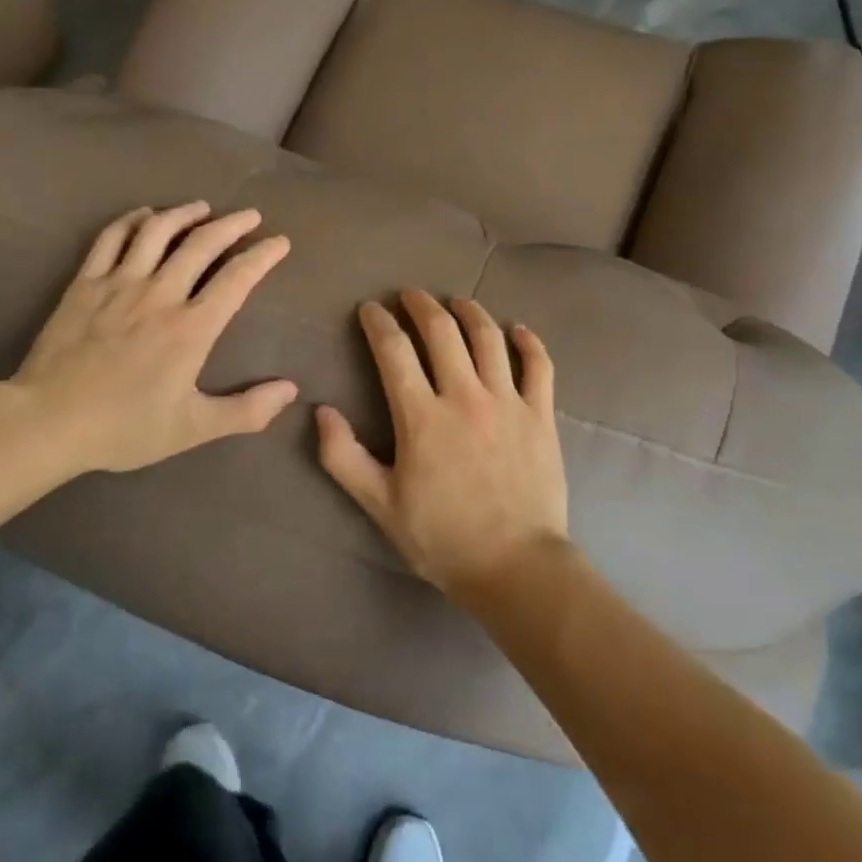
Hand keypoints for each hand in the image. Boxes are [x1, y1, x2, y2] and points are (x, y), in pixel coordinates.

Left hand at [7, 202, 296, 475]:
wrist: (48, 422)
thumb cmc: (124, 427)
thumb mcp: (193, 429)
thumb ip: (246, 411)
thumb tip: (290, 390)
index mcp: (191, 328)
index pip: (237, 279)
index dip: (263, 256)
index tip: (280, 242)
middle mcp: (160, 294)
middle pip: (202, 244)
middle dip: (232, 225)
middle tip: (251, 215)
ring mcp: (119, 284)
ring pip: (157, 232)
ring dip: (185, 214)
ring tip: (202, 207)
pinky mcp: (85, 284)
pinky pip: (111, 239)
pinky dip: (132, 220)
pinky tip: (144, 215)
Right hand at [316, 289, 569, 598]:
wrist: (515, 566)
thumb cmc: (442, 537)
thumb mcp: (379, 504)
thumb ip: (343, 457)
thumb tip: (320, 411)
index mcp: (422, 417)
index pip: (394, 351)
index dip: (378, 323)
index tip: (370, 309)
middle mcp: (465, 396)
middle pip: (442, 331)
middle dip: (420, 305)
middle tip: (409, 295)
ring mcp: (508, 402)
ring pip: (488, 337)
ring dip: (469, 311)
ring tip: (456, 302)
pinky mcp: (541, 414)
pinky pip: (539, 365)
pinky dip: (528, 341)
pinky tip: (516, 329)